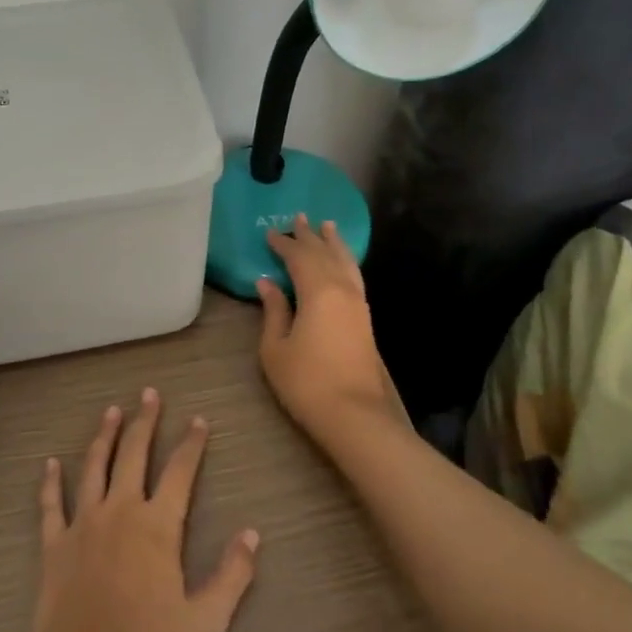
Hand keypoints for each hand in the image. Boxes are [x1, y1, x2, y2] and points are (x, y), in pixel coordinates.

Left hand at [30, 388, 259, 631]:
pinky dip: (50, 482)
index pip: (180, 471)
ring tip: (111, 411)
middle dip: (145, 421)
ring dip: (104, 436)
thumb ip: (232, 575)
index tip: (199, 420)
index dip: (191, 443)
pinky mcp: (54, 542)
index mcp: (158, 525)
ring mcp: (83, 522)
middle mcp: (121, 510)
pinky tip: (50, 464)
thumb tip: (252, 534)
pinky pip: (51, 504)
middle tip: (150, 394)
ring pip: (94, 466)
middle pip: (134, 453)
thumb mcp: (206, 621)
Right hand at [256, 216, 403, 439]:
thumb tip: (267, 283)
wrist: (354, 414)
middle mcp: (342, 290)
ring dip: (334, 243)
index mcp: (317, 291)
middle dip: (310, 236)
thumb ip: (273, 311)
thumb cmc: (306, 382)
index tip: (270, 233)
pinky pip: (354, 277)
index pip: (299, 257)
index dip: (283, 244)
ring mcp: (358, 304)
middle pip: (325, 254)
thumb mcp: (275, 348)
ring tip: (328, 226)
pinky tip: (342, 263)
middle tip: (299, 217)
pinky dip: (346, 262)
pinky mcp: (365, 319)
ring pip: (346, 262)